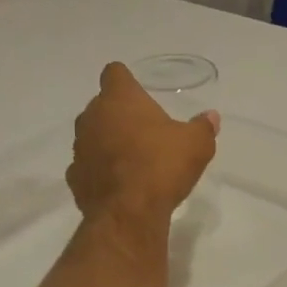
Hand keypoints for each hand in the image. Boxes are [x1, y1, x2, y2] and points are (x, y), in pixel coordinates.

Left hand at [67, 62, 218, 221]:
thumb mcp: (196, 145)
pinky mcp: (74, 178)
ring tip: (131, 160)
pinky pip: (88, 167)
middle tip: (143, 132)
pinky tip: (117, 184)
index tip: (139, 94)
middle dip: (118, 115)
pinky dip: (99, 171)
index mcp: (119, 99)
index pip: (114, 73)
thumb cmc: (161, 166)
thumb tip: (211, 117)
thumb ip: (203, 127)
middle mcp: (91, 117)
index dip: (126, 82)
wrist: (128, 213)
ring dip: (106, 143)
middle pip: (101, 106)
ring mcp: (79, 149)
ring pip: (92, 136)